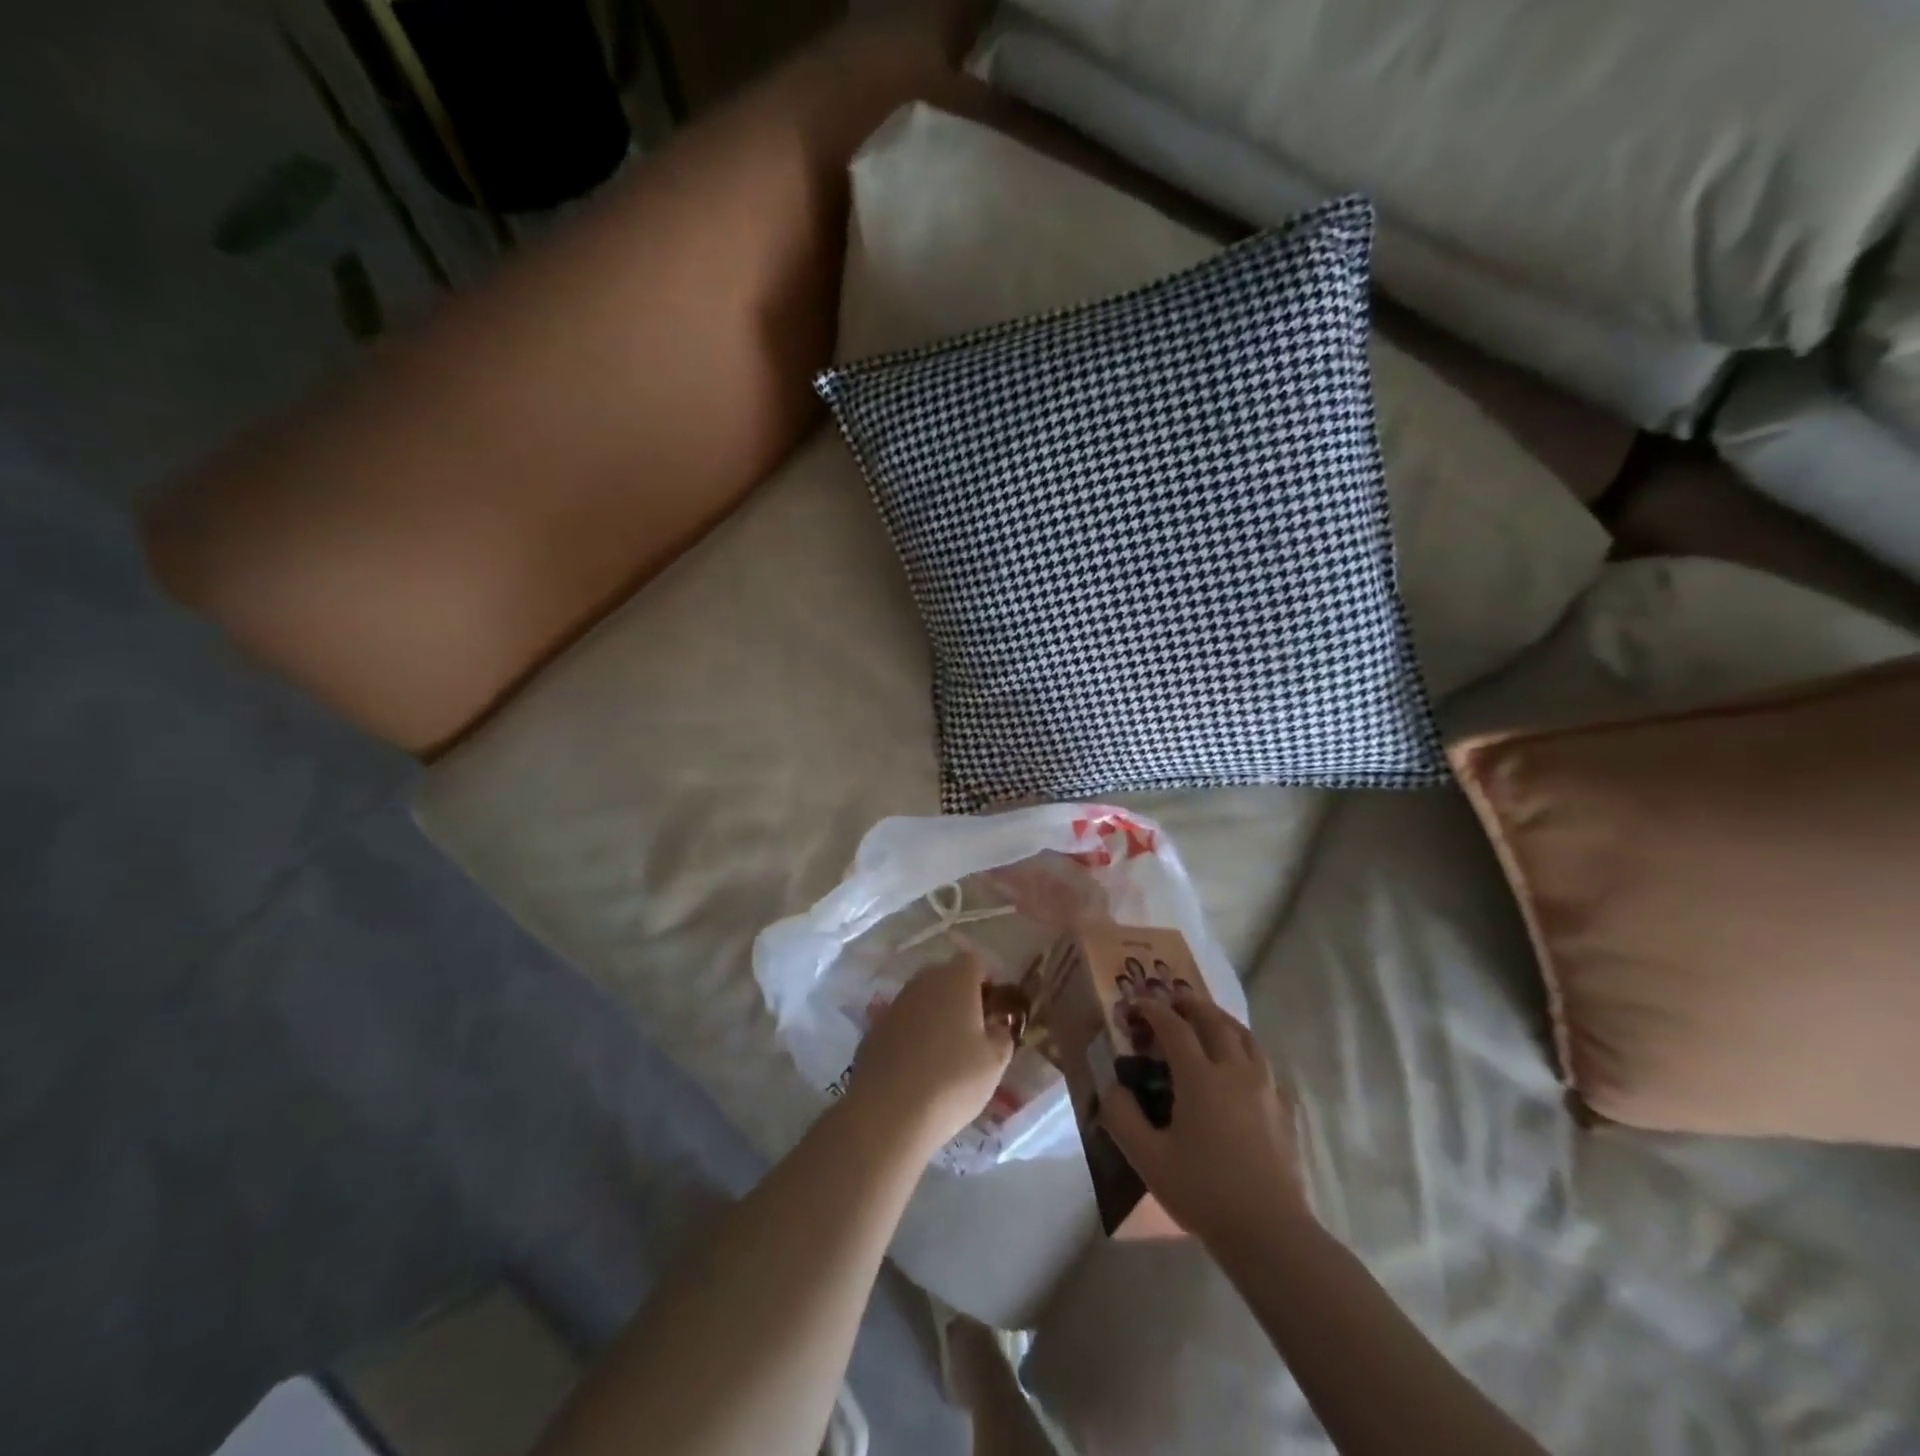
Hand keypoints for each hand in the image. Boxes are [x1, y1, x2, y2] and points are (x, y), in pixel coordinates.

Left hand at [850, 950, 1015, 1153]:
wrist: (888, 1113)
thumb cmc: (952, 1081)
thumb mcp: (994, 1063)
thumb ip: (1002, 1036)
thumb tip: (996, 1025)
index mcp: (955, 981)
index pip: (974, 961)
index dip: (986, 981)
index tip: (993, 1008)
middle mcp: (922, 983)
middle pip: (945, 976)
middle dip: (959, 995)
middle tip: (971, 1030)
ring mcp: (894, 1004)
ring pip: (921, 998)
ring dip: (934, 1014)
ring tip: (944, 1051)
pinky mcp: (873, 1029)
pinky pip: (901, 1022)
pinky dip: (911, 1034)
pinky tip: (916, 1066)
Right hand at [1100, 992, 1308, 1246]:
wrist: (1270, 1233)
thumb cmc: (1204, 1192)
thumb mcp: (1148, 1159)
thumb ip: (1122, 1117)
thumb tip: (1113, 1088)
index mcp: (1201, 1078)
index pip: (1174, 1028)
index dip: (1153, 1010)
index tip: (1136, 1003)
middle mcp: (1235, 1072)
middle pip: (1215, 1021)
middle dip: (1191, 1004)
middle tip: (1173, 998)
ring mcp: (1266, 1090)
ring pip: (1246, 1038)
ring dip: (1223, 1021)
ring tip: (1209, 1020)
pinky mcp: (1284, 1112)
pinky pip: (1266, 1067)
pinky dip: (1249, 1054)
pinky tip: (1244, 1069)